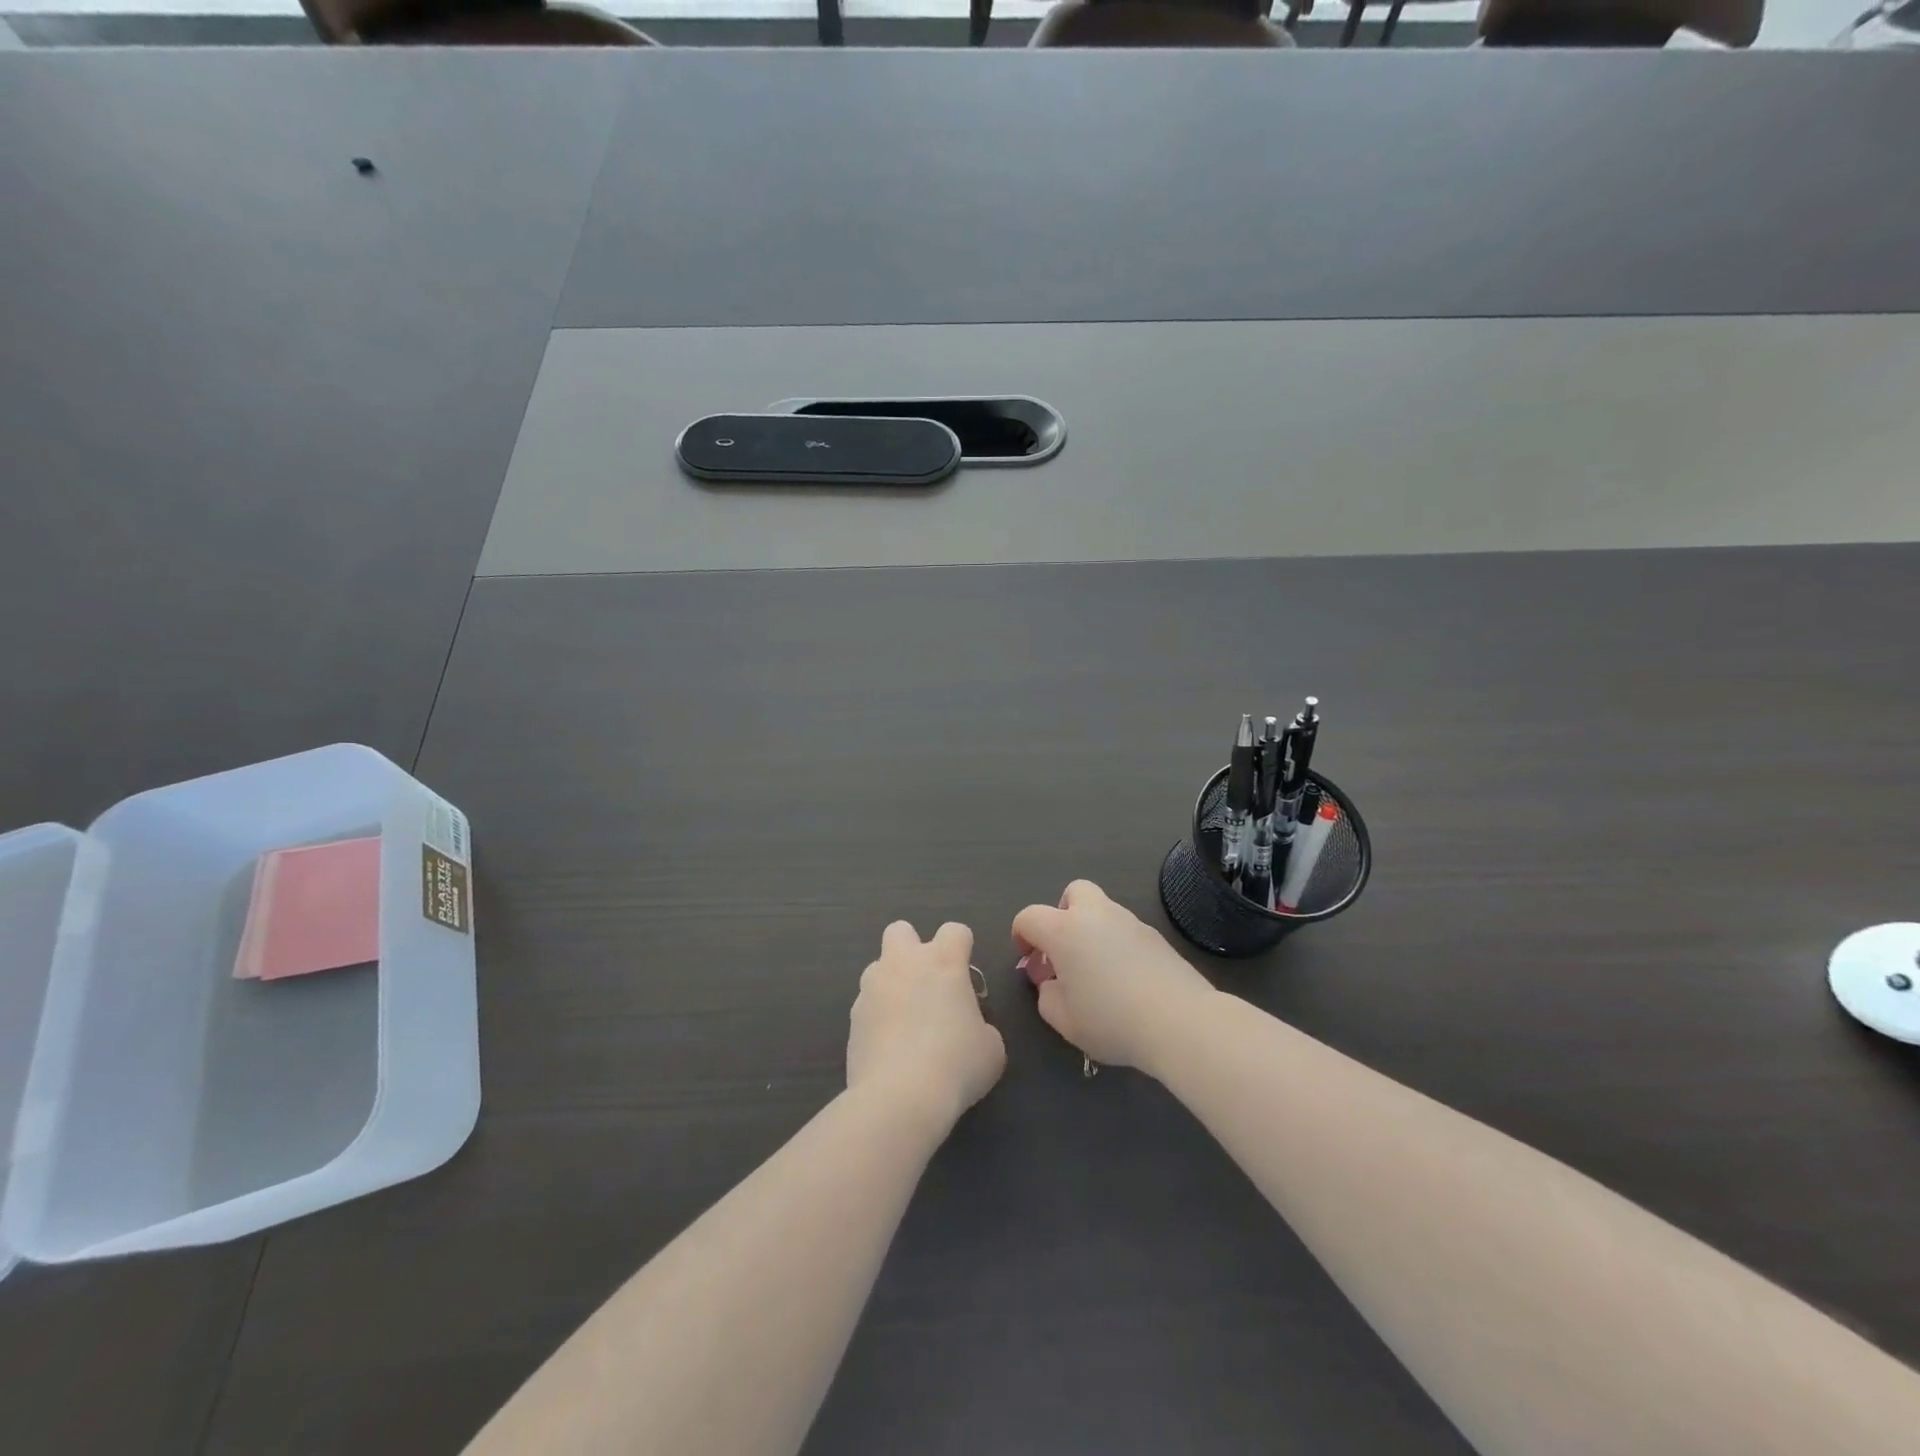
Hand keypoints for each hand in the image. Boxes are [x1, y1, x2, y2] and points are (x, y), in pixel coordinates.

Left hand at [848, 921, 1005, 1129]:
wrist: (900, 1097)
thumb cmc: (957, 1064)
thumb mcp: (991, 1048)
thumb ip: (981, 1026)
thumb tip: (969, 1029)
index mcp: (943, 962)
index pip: (955, 931)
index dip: (962, 948)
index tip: (965, 975)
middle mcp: (904, 963)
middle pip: (901, 930)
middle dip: (912, 948)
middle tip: (926, 983)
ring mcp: (873, 987)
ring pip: (878, 967)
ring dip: (891, 983)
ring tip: (904, 1021)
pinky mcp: (853, 1016)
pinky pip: (866, 1004)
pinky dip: (877, 1017)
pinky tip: (888, 1047)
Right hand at [1012, 880, 1215, 1074]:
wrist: (1180, 1021)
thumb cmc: (1111, 1020)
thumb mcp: (1063, 1020)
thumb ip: (1046, 996)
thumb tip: (1051, 981)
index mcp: (1064, 930)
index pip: (1029, 916)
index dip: (1021, 936)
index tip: (1030, 962)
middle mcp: (1096, 915)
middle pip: (1074, 892)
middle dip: (1063, 914)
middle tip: (1066, 951)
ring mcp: (1131, 922)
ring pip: (1103, 911)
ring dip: (1092, 931)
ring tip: (1098, 972)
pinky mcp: (1157, 937)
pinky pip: (1126, 931)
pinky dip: (1118, 945)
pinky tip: (1127, 980)